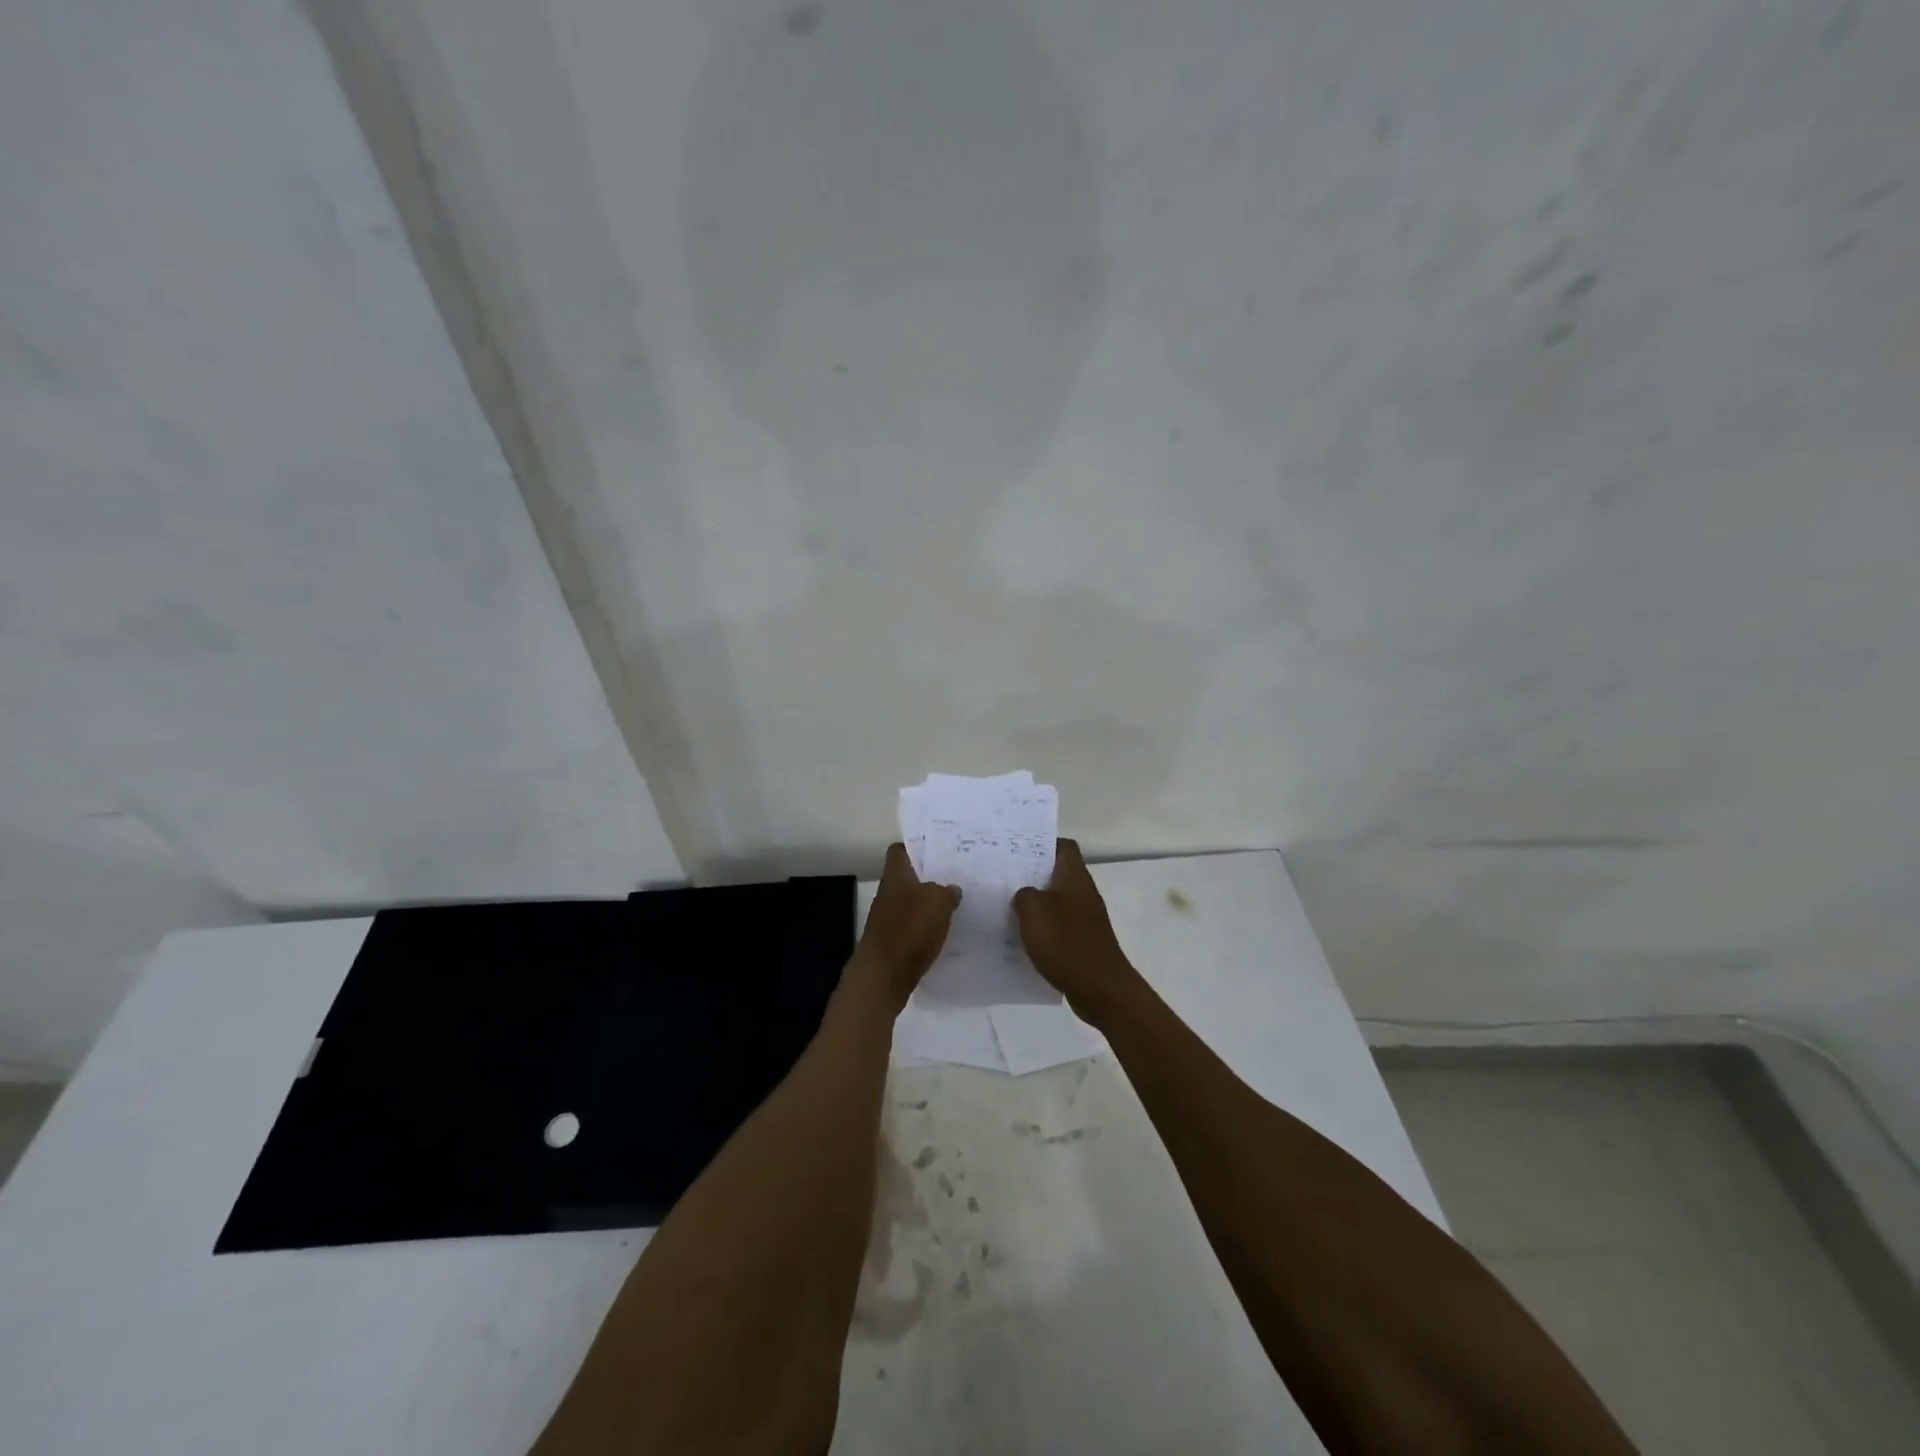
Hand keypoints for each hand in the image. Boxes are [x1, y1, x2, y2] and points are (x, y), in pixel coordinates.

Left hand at [852, 843, 960, 1009]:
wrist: (884, 975)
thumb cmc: (910, 929)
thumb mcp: (938, 902)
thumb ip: (947, 891)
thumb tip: (951, 889)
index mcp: (896, 876)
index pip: (899, 851)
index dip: (915, 847)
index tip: (937, 850)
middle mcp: (888, 893)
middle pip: (907, 877)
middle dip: (929, 877)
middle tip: (955, 877)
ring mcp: (887, 918)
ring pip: (910, 902)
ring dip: (928, 904)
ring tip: (954, 905)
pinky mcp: (892, 941)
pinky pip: (911, 926)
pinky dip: (925, 928)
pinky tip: (943, 932)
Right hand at [1013, 840, 1140, 1025]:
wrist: (1101, 989)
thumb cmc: (1066, 943)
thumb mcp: (1034, 912)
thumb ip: (1024, 895)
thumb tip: (1024, 893)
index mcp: (1074, 877)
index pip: (1063, 847)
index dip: (1042, 843)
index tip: (1017, 850)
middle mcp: (1083, 893)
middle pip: (1057, 873)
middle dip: (1031, 874)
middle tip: (1003, 878)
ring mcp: (1085, 918)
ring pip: (1056, 900)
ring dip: (1035, 903)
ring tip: (1006, 906)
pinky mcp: (1083, 941)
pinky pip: (1059, 926)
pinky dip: (1042, 928)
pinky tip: (1022, 938)